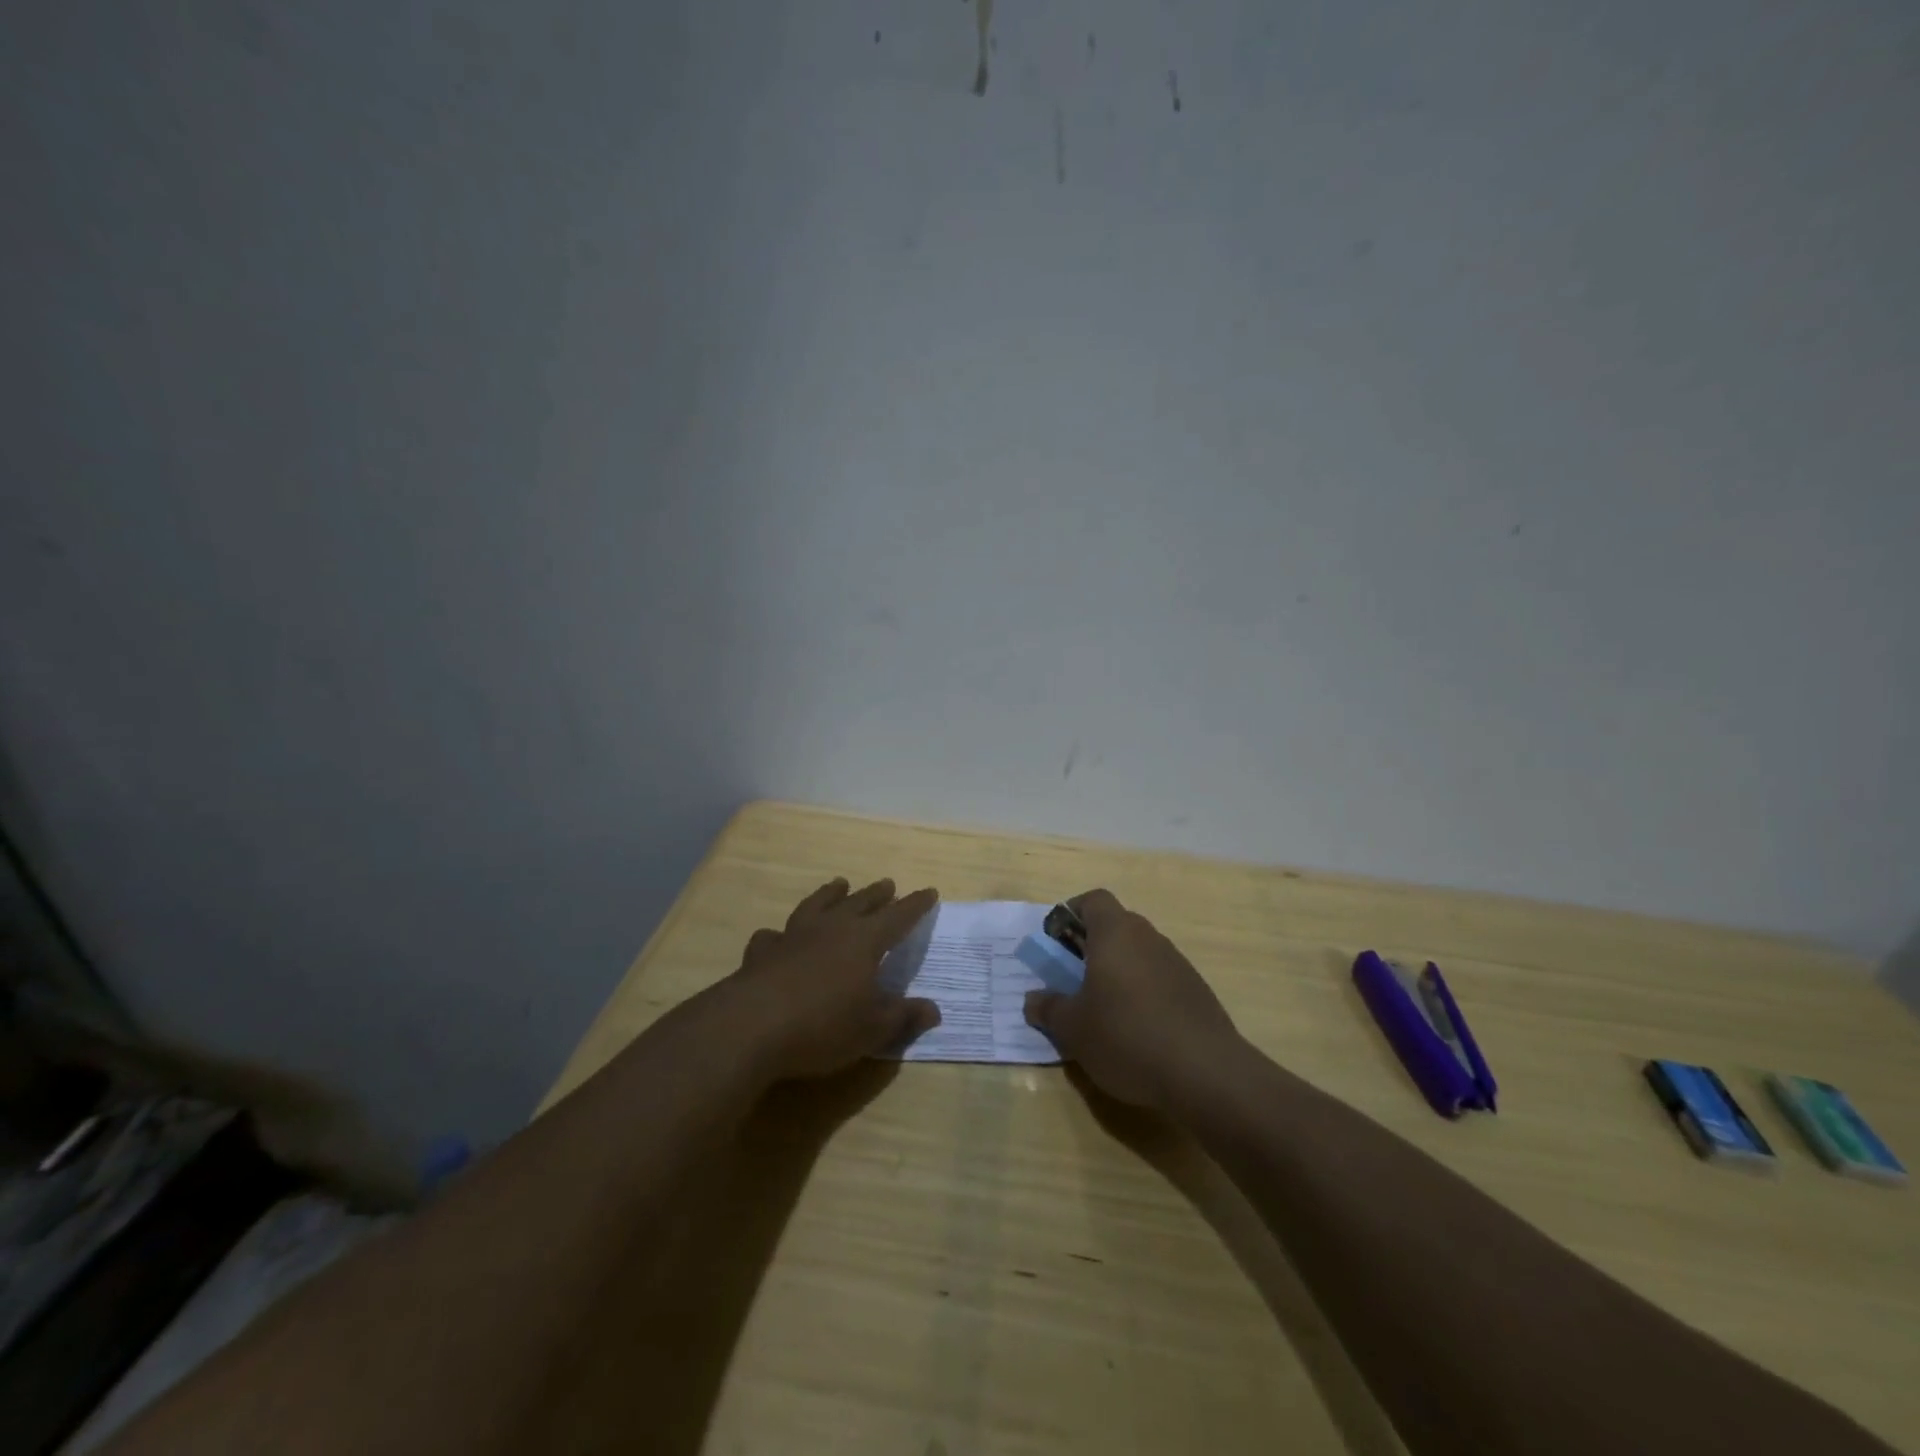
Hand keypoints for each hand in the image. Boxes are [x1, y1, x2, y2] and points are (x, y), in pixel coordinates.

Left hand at [724, 877, 941, 1080]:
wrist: (751, 1026)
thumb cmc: (823, 1026)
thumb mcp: (872, 1029)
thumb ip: (903, 1017)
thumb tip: (934, 1010)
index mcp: (864, 941)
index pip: (897, 917)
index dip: (915, 905)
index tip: (929, 892)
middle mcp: (830, 928)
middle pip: (859, 903)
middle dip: (876, 894)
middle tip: (887, 884)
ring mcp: (793, 936)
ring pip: (816, 905)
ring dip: (830, 894)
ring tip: (839, 884)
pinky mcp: (762, 953)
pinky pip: (773, 935)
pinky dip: (779, 934)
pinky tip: (776, 935)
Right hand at [1023, 888, 1239, 1111]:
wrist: (1205, 1072)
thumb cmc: (1127, 1036)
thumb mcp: (1073, 1029)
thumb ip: (1049, 1008)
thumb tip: (1033, 999)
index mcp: (1115, 933)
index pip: (1093, 900)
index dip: (1072, 914)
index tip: (1056, 941)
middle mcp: (1148, 937)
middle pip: (1116, 925)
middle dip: (1091, 946)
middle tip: (1073, 978)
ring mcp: (1177, 962)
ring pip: (1139, 953)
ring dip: (1118, 970)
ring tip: (1104, 1009)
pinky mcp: (1196, 990)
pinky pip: (1159, 978)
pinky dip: (1143, 992)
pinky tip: (1137, 1030)